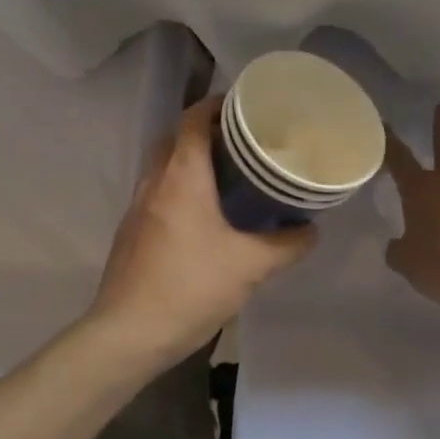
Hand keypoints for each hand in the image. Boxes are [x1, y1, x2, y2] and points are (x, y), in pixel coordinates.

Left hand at [89, 96, 316, 361]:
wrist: (128, 333)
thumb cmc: (191, 286)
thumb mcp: (250, 266)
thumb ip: (287, 245)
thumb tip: (311, 230)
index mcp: (182, 175)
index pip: (193, 118)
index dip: (217, 105)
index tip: (246, 107)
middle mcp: (155, 180)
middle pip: (177, 138)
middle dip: (207, 132)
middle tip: (244, 143)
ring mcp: (138, 205)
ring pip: (165, 166)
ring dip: (191, 161)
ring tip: (229, 176)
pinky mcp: (131, 230)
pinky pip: (158, 192)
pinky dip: (180, 188)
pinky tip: (204, 216)